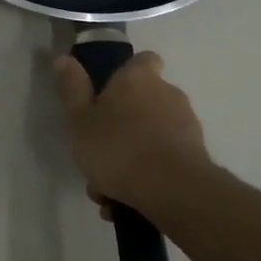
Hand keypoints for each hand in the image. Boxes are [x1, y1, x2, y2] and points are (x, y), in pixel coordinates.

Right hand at [54, 51, 211, 212]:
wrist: (174, 191)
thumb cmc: (119, 148)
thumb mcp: (80, 120)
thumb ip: (72, 89)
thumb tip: (63, 58)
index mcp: (138, 78)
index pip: (144, 59)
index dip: (128, 73)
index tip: (111, 92)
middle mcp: (168, 93)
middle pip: (144, 102)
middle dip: (124, 126)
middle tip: (100, 154)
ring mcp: (186, 124)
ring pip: (152, 136)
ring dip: (133, 157)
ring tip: (110, 191)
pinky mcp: (197, 156)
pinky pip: (165, 161)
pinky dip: (149, 177)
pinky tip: (128, 202)